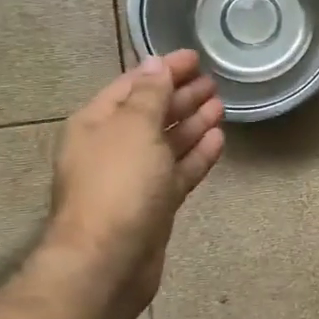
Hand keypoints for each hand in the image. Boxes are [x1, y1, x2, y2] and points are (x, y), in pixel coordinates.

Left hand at [48, 51, 225, 318]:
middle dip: (180, 95)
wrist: (108, 262)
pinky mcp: (154, 205)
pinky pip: (178, 171)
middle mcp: (113, 147)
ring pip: (167, 143)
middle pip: (151, 113)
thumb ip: (149, 94)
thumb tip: (155, 64)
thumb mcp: (134, 128)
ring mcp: (134, 179)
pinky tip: (218, 140)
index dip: (164, 69)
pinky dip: (197, 155)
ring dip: (192, 123)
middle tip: (213, 82)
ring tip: (221, 105)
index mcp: (97, 123)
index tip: (196, 57)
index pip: (133, 85)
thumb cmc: (118, 185)